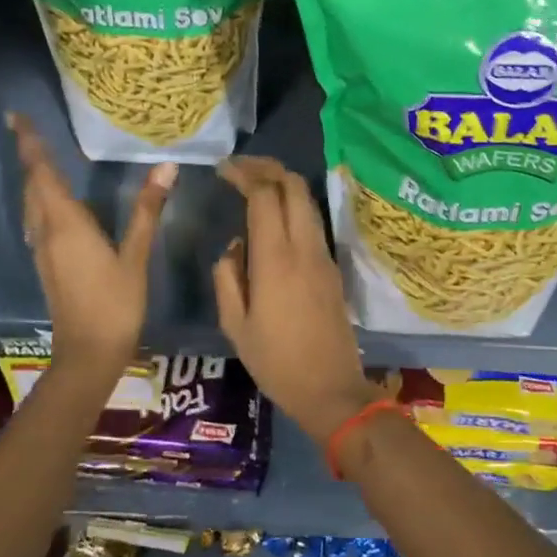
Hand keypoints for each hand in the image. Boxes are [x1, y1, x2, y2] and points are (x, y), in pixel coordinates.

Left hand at [8, 112, 174, 377]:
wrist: (88, 354)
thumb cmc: (115, 304)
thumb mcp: (136, 256)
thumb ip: (147, 210)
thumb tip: (165, 167)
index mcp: (66, 224)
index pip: (42, 173)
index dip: (30, 144)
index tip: (16, 116)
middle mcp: (47, 231)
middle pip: (32, 185)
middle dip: (29, 156)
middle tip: (27, 128)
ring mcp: (43, 249)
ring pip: (31, 204)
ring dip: (32, 178)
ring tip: (40, 157)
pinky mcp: (47, 264)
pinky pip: (37, 220)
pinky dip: (40, 200)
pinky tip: (54, 203)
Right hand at [214, 157, 379, 445]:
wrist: (331, 389)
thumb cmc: (276, 362)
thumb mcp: (235, 325)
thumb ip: (228, 277)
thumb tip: (236, 246)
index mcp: (275, 259)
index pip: (265, 195)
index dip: (244, 174)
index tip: (223, 170)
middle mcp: (304, 247)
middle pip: (293, 186)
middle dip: (267, 168)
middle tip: (240, 168)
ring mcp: (324, 255)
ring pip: (307, 201)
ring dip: (283, 184)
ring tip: (255, 186)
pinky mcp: (333, 267)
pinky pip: (312, 222)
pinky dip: (293, 206)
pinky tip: (274, 219)